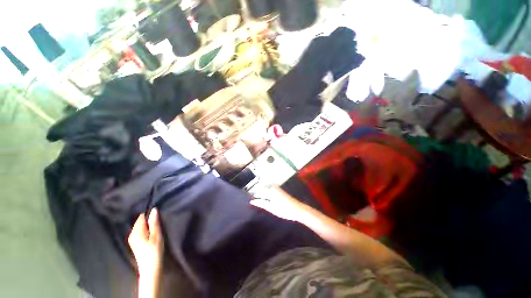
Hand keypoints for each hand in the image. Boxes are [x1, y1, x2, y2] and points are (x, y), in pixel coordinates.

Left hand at [128, 209, 163, 277]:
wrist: (150, 268)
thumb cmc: (154, 251)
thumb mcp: (156, 235)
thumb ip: (154, 222)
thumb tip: (154, 210)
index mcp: (136, 232)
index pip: (141, 217)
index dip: (149, 214)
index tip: (158, 215)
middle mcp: (131, 234)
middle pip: (140, 221)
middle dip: (148, 220)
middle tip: (159, 220)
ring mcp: (132, 239)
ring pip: (140, 226)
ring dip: (147, 225)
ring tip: (156, 226)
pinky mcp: (135, 243)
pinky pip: (140, 231)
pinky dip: (145, 230)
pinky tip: (151, 233)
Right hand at [250, 186, 309, 221]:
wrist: (297, 209)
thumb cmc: (284, 209)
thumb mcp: (271, 207)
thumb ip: (261, 203)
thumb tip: (252, 201)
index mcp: (270, 190)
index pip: (258, 191)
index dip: (254, 196)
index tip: (249, 200)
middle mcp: (273, 187)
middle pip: (262, 190)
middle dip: (258, 195)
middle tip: (253, 202)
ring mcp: (277, 188)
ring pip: (266, 190)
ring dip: (262, 195)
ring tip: (258, 202)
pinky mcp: (279, 191)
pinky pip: (270, 191)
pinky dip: (266, 195)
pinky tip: (266, 200)